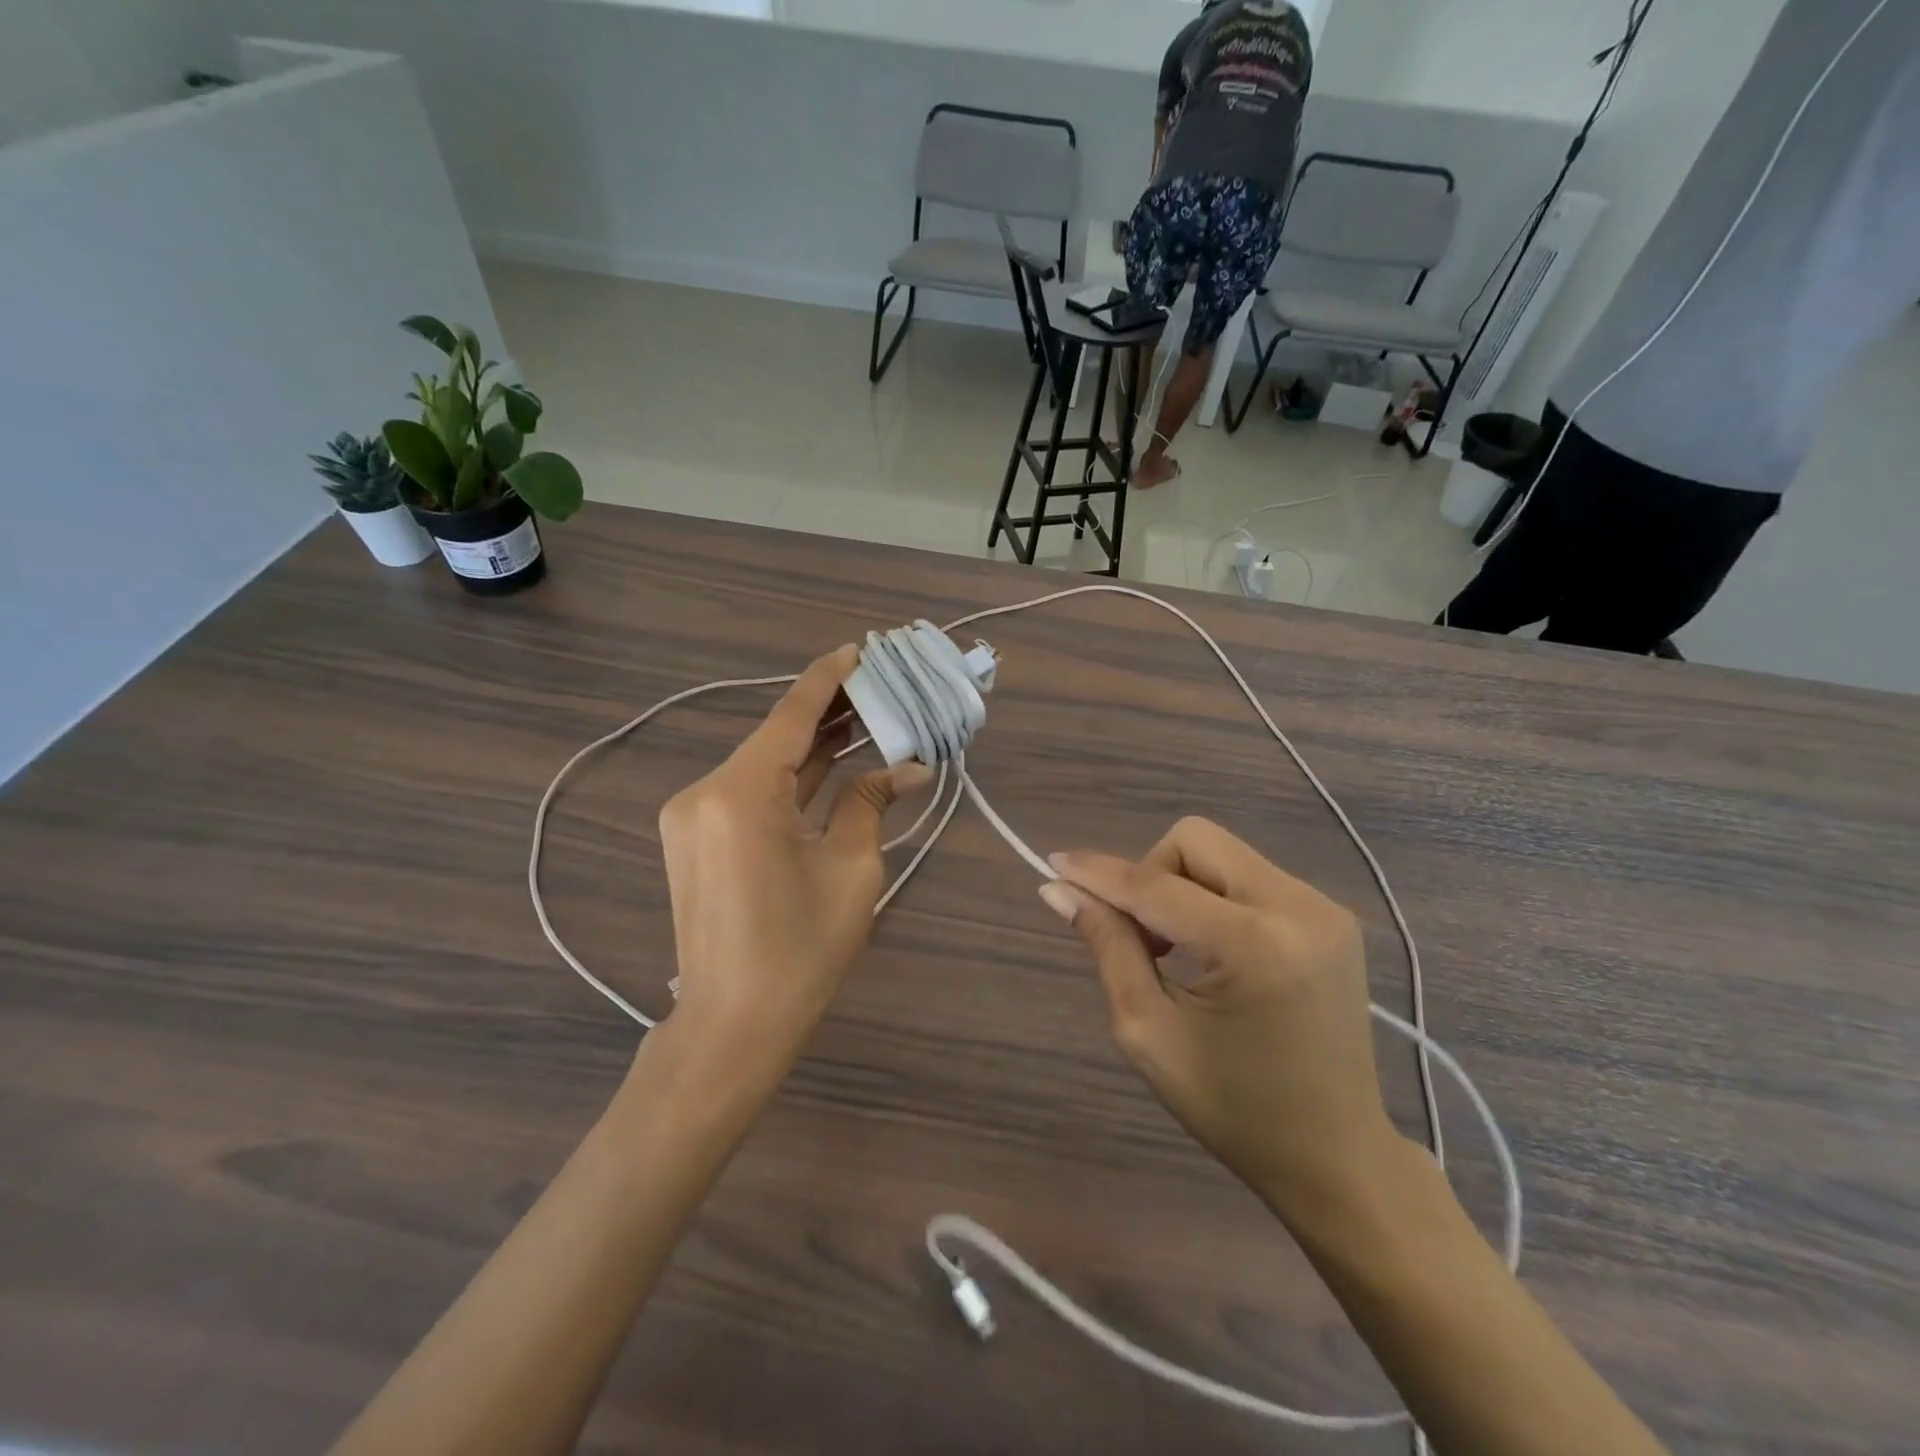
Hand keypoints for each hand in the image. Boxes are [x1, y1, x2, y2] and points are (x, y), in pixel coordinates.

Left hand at [657, 646, 929, 1072]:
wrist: (732, 1026)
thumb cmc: (801, 951)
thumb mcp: (851, 870)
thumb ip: (871, 803)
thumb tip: (910, 767)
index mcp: (741, 793)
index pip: (791, 716)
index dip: (828, 679)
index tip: (859, 649)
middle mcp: (705, 791)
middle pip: (776, 736)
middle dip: (828, 711)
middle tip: (878, 684)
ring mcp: (694, 815)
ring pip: (764, 764)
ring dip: (811, 745)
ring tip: (864, 715)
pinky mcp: (697, 837)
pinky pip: (751, 791)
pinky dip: (791, 777)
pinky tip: (830, 759)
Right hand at [1041, 818, 1403, 1226]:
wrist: (1338, 1157)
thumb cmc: (1235, 1110)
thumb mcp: (1151, 1034)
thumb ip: (1108, 948)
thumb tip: (1060, 891)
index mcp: (1255, 946)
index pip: (1156, 885)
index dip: (1099, 873)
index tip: (1054, 865)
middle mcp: (1299, 908)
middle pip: (1195, 841)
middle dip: (1150, 875)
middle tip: (1141, 938)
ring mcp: (1324, 907)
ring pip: (1222, 853)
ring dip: (1182, 885)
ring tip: (1176, 949)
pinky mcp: (1332, 915)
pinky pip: (1250, 876)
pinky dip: (1215, 897)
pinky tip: (1214, 950)